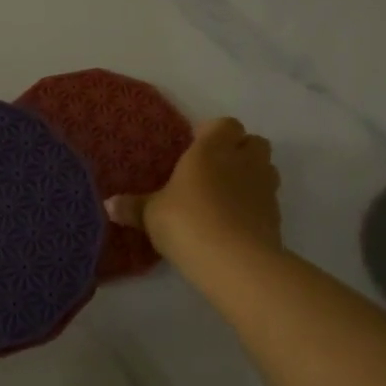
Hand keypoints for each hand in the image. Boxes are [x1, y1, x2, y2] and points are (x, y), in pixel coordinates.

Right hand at [106, 117, 281, 268]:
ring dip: (251, 175)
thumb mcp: (151, 215)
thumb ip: (133, 207)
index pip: (224, 124)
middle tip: (214, 169)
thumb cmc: (187, 222)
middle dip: (239, 150)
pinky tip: (235, 222)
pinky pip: (267, 200)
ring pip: (266, 168)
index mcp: (211, 149)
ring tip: (227, 195)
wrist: (235, 261)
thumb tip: (109, 205)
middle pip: (253, 142)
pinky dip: (255, 205)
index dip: (213, 132)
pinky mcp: (276, 216)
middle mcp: (242, 160)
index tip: (196, 146)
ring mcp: (264, 188)